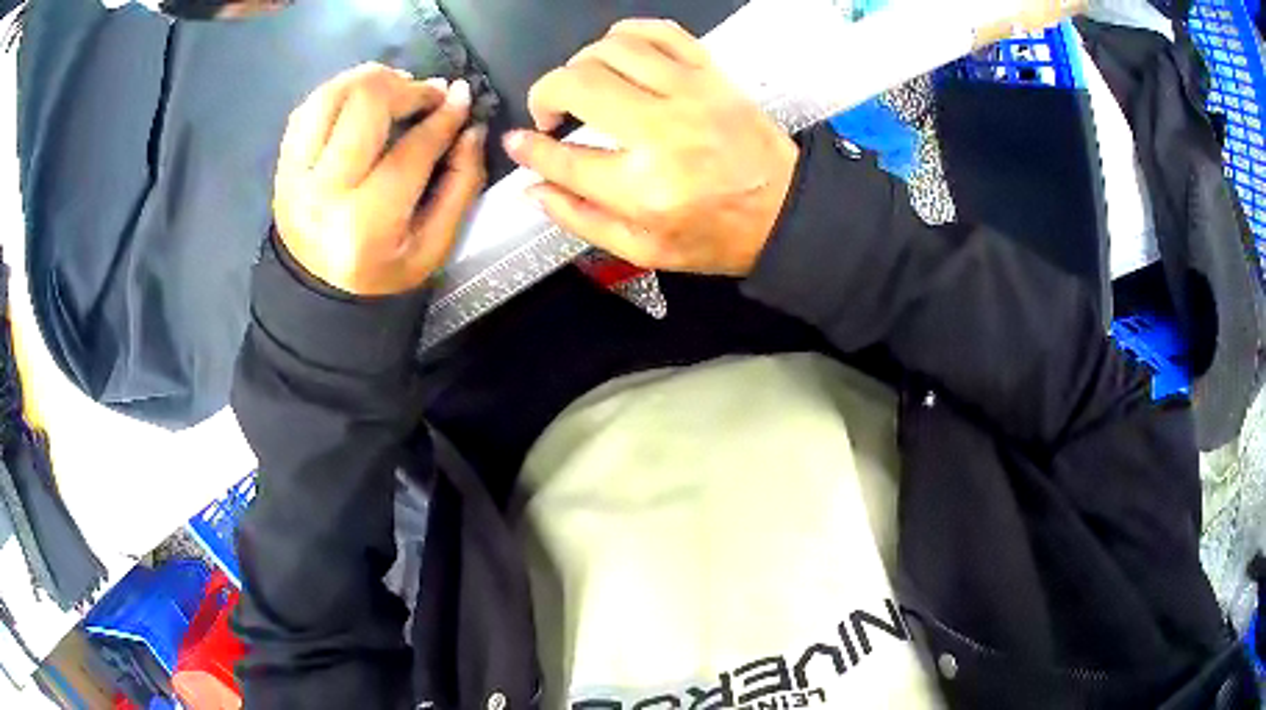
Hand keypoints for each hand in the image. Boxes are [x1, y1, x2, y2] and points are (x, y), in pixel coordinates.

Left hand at [273, 62, 486, 295]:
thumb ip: (460, 185)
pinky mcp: (282, 166)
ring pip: (331, 96)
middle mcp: (323, 193)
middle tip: (427, 94)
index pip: (411, 151)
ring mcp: (295, 176)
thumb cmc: (383, 271)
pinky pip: (308, 109)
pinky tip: (361, 98)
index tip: (462, 96)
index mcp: (366, 224)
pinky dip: (339, 91)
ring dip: (370, 79)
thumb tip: (471, 127)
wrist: (318, 294)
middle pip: (365, 106)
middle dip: (406, 88)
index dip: (443, 118)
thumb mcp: (434, 246)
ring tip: (395, 86)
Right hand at [503, 19, 798, 276]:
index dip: (529, 149)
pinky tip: (617, 53)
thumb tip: (533, 187)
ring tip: (583, 85)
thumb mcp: (644, 250)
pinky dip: (627, 33)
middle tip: (549, 113)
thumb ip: (581, 219)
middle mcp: (662, 132)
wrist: (785, 210)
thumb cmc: (716, 235)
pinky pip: (660, 32)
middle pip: (577, 86)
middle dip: (545, 94)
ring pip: (611, 50)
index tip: (518, 142)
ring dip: (581, 63)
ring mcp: (689, 94)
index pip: (563, 158)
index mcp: (644, 188)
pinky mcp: (710, 74)